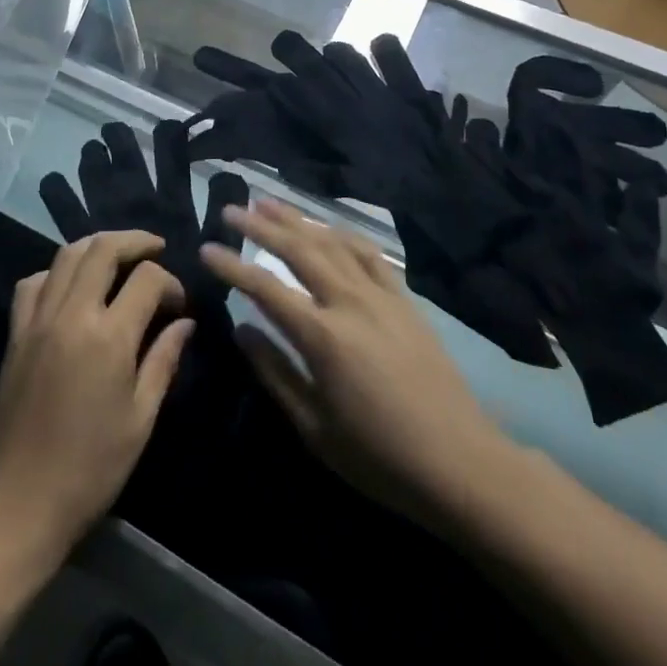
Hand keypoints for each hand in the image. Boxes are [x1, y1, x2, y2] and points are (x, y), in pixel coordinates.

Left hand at [0, 232, 191, 564]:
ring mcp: (39, 320)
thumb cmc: (93, 466)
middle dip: (135, 241)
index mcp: (109, 338)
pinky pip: (33, 282)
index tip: (177, 303)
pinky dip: (56, 271)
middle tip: (155, 247)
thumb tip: (185, 322)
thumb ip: (163, 360)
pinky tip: (70, 285)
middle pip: (103, 249)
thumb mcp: (141, 417)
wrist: (22, 498)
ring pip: (66, 255)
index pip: (146, 279)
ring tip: (118, 254)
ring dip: (97, 246)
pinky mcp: (16, 333)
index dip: (169, 282)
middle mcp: (72, 315)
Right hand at [201, 198, 503, 520]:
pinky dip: (343, 234)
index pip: (265, 288)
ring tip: (269, 202)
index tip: (206, 247)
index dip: (232, 266)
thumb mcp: (314, 427)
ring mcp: (381, 296)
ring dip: (298, 220)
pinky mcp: (405, 300)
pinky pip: (369, 254)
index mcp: (323, 336)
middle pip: (298, 250)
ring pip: (332, 243)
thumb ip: (274, 373)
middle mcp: (350, 302)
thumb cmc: (380, 457)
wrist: (460, 463)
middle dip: (261, 225)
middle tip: (230, 209)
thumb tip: (241, 329)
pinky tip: (328, 228)